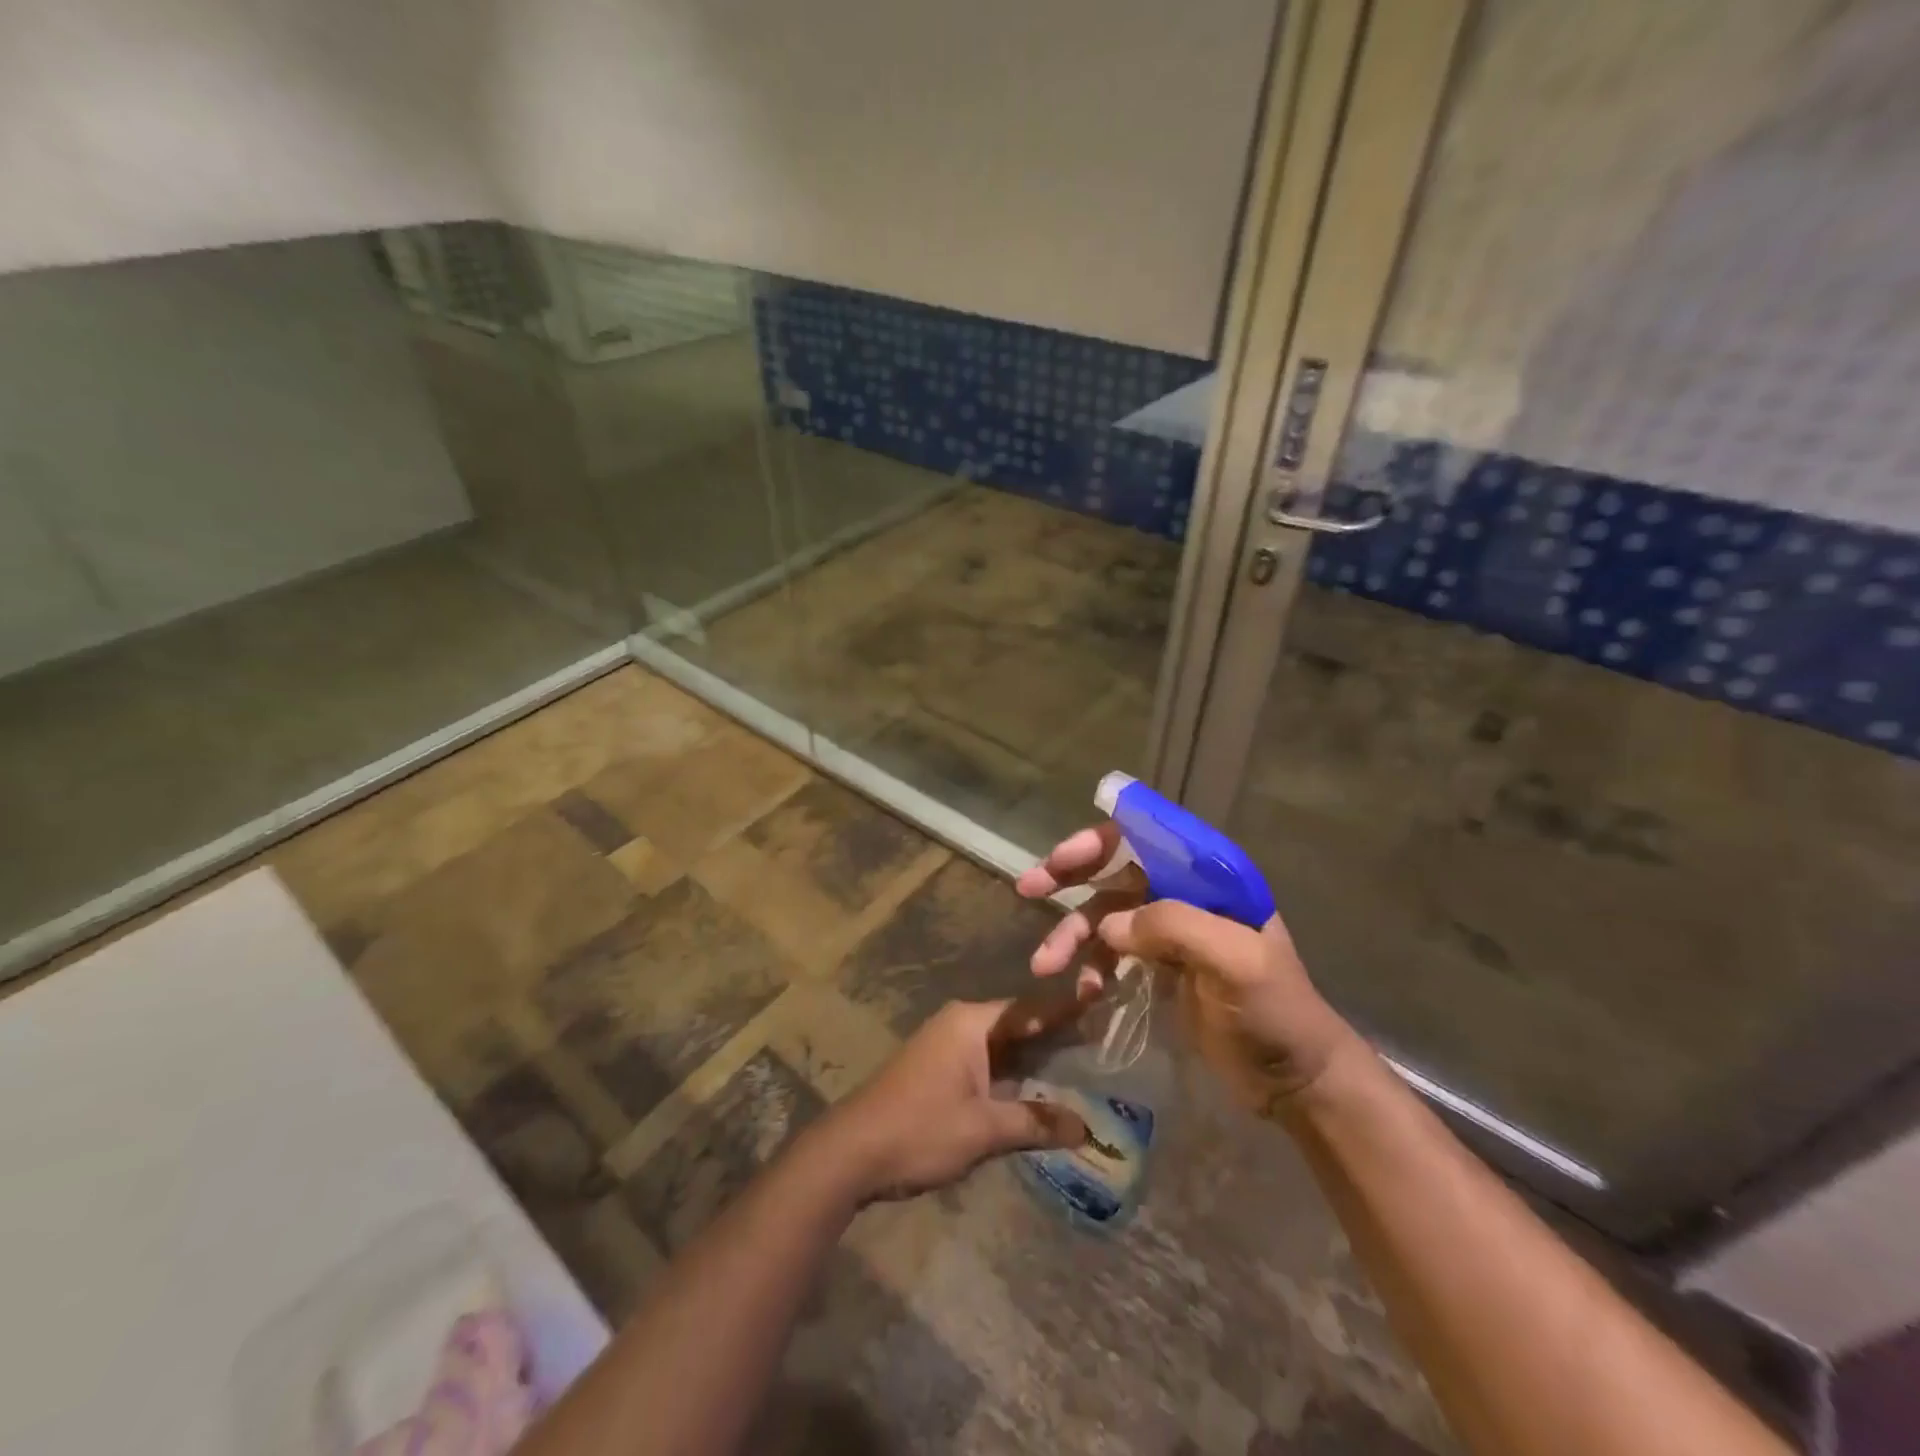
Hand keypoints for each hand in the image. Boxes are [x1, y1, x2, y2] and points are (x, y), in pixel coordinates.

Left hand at [819, 996, 1090, 1202]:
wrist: (852, 1151)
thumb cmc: (920, 1129)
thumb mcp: (983, 1129)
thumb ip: (1034, 1122)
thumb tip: (1086, 1127)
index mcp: (972, 1023)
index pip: (1031, 1009)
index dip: (1068, 1010)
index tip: (1105, 1003)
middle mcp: (961, 1024)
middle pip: (1019, 1024)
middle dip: (1057, 1036)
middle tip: (1105, 1042)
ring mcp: (948, 1045)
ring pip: (1004, 1045)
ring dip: (1036, 1059)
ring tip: (1084, 1066)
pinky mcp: (940, 1068)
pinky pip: (988, 1061)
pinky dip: (1014, 1073)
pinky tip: (1039, 1090)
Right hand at [1016, 822, 1364, 1116]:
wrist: (1295, 1080)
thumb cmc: (1275, 1012)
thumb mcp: (1236, 962)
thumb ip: (1174, 927)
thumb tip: (1108, 925)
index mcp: (1209, 878)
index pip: (1147, 837)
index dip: (1100, 841)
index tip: (1060, 858)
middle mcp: (1185, 893)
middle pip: (1117, 870)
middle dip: (1070, 876)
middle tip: (1028, 887)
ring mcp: (1170, 931)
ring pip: (1107, 916)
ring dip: (1072, 935)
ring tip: (1043, 964)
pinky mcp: (1159, 966)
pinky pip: (1112, 953)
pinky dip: (1093, 967)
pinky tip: (1086, 992)